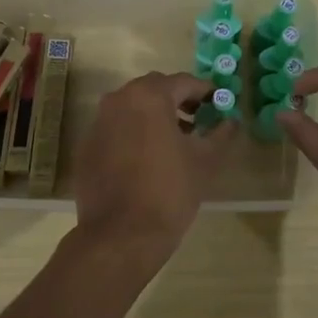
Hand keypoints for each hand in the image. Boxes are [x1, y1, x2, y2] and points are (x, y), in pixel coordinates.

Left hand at [73, 72, 236, 254]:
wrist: (121, 235)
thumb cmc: (170, 192)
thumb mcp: (206, 161)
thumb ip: (221, 133)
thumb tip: (231, 121)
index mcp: (149, 97)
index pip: (184, 82)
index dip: (206, 91)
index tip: (219, 104)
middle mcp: (119, 100)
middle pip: (154, 89)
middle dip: (178, 100)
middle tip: (198, 120)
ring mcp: (98, 123)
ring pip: (132, 107)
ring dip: (155, 116)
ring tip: (175, 141)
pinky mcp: (87, 146)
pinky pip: (116, 128)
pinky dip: (134, 133)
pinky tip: (148, 159)